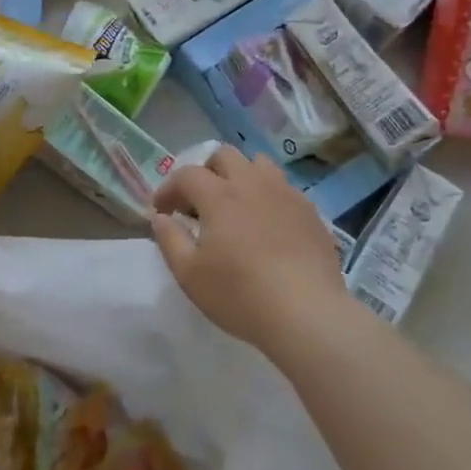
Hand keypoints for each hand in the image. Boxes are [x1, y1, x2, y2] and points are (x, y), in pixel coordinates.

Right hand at [150, 147, 345, 349]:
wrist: (307, 314)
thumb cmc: (240, 294)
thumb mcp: (189, 274)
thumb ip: (169, 239)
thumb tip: (161, 217)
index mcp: (219, 195)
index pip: (186, 175)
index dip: (168, 189)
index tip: (161, 211)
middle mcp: (252, 183)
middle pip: (224, 156)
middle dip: (204, 172)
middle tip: (198, 203)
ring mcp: (285, 193)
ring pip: (258, 164)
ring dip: (239, 176)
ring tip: (235, 206)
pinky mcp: (310, 211)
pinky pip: (283, 188)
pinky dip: (266, 196)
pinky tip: (266, 226)